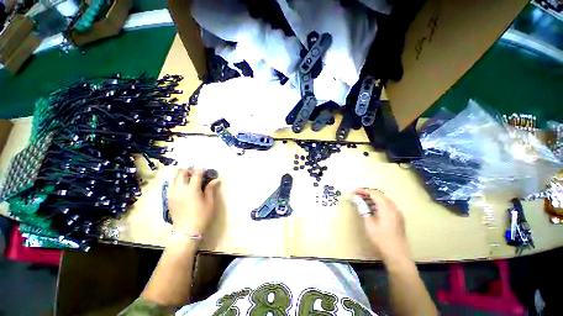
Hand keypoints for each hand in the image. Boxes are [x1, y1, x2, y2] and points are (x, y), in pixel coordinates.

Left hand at [167, 168, 220, 235]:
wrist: (186, 231)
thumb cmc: (201, 216)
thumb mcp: (210, 202)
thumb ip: (211, 189)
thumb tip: (216, 179)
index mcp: (192, 189)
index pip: (196, 174)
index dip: (200, 169)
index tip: (204, 167)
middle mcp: (180, 189)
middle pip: (181, 173)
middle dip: (188, 169)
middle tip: (194, 170)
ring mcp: (172, 194)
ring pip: (174, 178)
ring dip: (180, 174)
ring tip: (187, 175)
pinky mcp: (168, 199)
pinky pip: (170, 185)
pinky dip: (175, 181)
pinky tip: (180, 184)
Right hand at [354, 188, 410, 262]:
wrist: (397, 254)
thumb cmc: (381, 239)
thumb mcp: (369, 224)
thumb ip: (364, 210)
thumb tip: (359, 201)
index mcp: (386, 208)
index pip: (374, 194)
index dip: (363, 191)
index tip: (354, 191)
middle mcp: (393, 208)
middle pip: (380, 195)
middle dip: (368, 193)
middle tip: (358, 194)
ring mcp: (397, 212)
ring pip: (384, 199)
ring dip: (373, 198)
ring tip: (362, 200)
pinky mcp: (398, 217)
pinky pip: (387, 205)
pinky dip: (379, 203)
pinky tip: (372, 207)